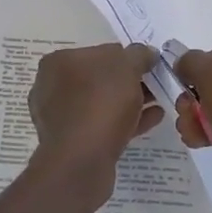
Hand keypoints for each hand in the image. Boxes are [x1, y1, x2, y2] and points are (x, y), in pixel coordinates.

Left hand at [28, 43, 162, 209]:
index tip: (149, 66)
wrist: (81, 161)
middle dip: (130, 81)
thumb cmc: (100, 102)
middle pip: (100, 78)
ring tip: (158, 102)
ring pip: (102, 103)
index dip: (128, 57)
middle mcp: (52, 86)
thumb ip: (139, 55)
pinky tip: (152, 119)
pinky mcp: (71, 143)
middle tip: (156, 84)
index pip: (100, 51)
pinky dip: (126, 120)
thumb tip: (147, 54)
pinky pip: (103, 124)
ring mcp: (60, 117)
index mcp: (58, 62)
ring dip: (130, 101)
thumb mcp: (127, 67)